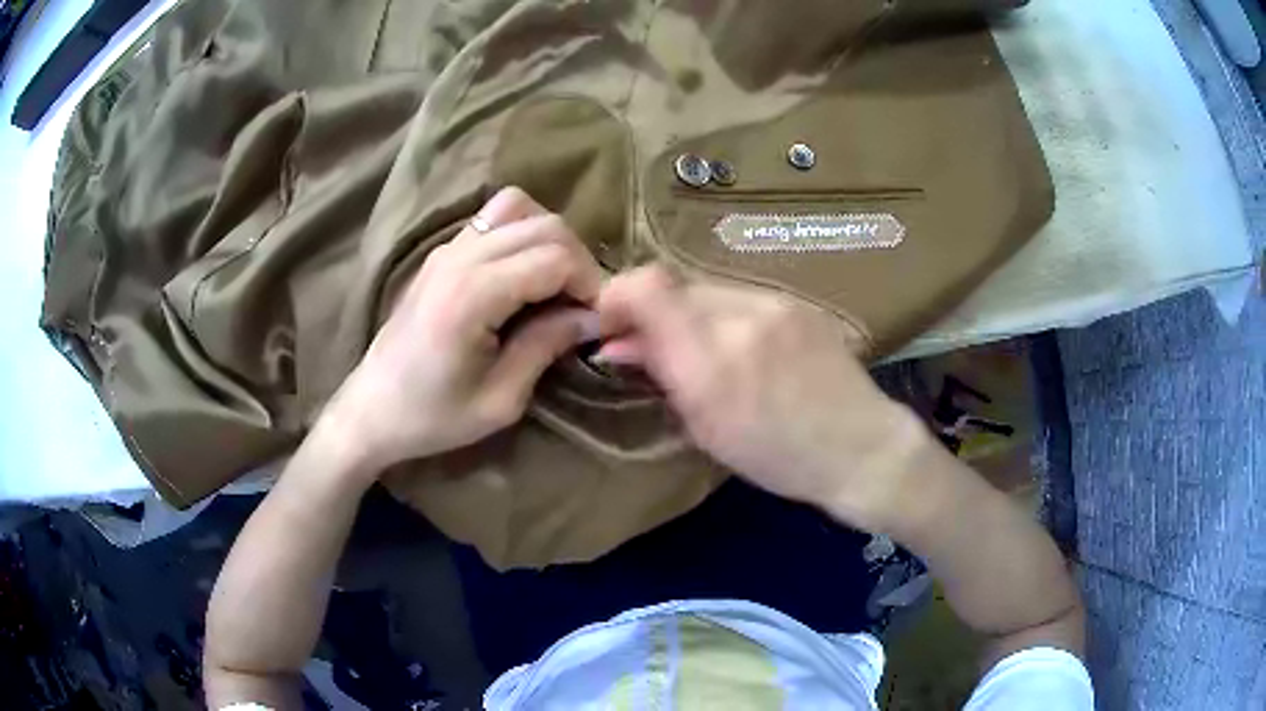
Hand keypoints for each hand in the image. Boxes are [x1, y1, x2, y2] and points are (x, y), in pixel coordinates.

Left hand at [324, 187, 601, 473]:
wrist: (373, 409)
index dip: (588, 283)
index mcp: (473, 295)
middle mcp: (460, 257)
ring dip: (548, 237)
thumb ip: (547, 346)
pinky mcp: (441, 252)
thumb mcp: (500, 400)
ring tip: (554, 281)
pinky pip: (492, 218)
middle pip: (544, 224)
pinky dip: (521, 233)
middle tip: (580, 303)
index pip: (555, 257)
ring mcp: (447, 248)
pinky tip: (522, 273)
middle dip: (577, 258)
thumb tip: (593, 316)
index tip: (595, 319)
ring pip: (517, 207)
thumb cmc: (433, 416)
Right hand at [597, 266, 928, 532]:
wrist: (860, 447)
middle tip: (650, 346)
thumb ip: (661, 376)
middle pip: (672, 285)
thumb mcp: (707, 431)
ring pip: (706, 289)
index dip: (617, 296)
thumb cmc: (778, 458)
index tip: (611, 326)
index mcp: (711, 363)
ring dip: (688, 314)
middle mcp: (741, 318)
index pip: (646, 287)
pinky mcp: (797, 300)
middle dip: (651, 311)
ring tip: (700, 351)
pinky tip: (738, 345)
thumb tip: (619, 343)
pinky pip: (740, 295)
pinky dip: (722, 315)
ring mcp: (775, 302)